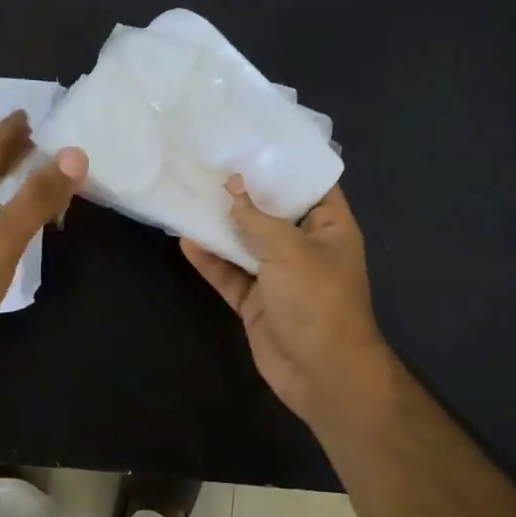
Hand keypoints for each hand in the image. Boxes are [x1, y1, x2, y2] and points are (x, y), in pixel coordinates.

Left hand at [0, 111, 87, 363]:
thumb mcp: (6, 233)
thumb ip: (39, 194)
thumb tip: (75, 154)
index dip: (9, 130)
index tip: (31, 113)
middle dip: (10, 151)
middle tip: (41, 138)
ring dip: (10, 178)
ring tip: (37, 172)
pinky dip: (8, 206)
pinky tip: (20, 219)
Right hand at [181, 178, 397, 436]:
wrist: (323, 375)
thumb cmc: (318, 301)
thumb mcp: (289, 250)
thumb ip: (257, 218)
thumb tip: (232, 187)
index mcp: (329, 227)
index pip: (310, 184)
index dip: (283, 163)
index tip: (250, 141)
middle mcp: (304, 246)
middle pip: (271, 212)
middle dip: (243, 192)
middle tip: (208, 163)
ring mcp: (278, 275)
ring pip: (246, 242)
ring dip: (221, 224)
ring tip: (190, 194)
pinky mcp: (256, 300)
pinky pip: (230, 274)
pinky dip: (210, 260)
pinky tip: (186, 240)